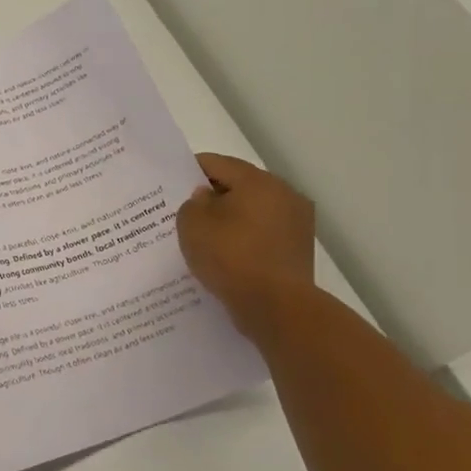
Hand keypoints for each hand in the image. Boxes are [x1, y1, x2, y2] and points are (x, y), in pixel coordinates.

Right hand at [177, 154, 315, 333]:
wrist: (276, 307)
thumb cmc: (230, 257)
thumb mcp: (192, 225)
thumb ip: (192, 203)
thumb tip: (207, 198)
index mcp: (258, 181)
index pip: (217, 163)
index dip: (191, 170)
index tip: (172, 183)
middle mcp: (284, 194)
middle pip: (240, 185)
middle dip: (213, 196)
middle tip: (186, 211)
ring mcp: (296, 222)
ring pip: (253, 211)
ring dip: (231, 218)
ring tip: (206, 236)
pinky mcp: (299, 249)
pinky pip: (264, 234)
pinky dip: (246, 239)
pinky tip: (228, 255)